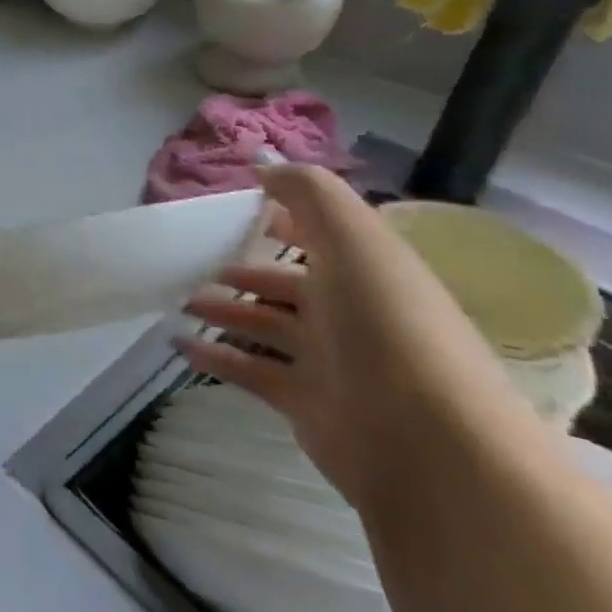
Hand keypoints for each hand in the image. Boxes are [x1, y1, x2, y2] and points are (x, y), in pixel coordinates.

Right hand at [179, 165, 515, 511]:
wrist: (431, 449)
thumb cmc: (390, 329)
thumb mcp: (356, 242)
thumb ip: (310, 194)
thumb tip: (265, 163)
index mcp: (370, 274)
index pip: (326, 239)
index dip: (289, 221)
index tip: (240, 210)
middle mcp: (353, 315)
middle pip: (291, 286)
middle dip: (246, 272)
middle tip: (197, 263)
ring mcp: (330, 363)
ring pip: (266, 327)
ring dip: (223, 311)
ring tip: (180, 300)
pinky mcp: (305, 404)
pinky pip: (249, 370)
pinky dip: (215, 356)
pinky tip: (179, 344)